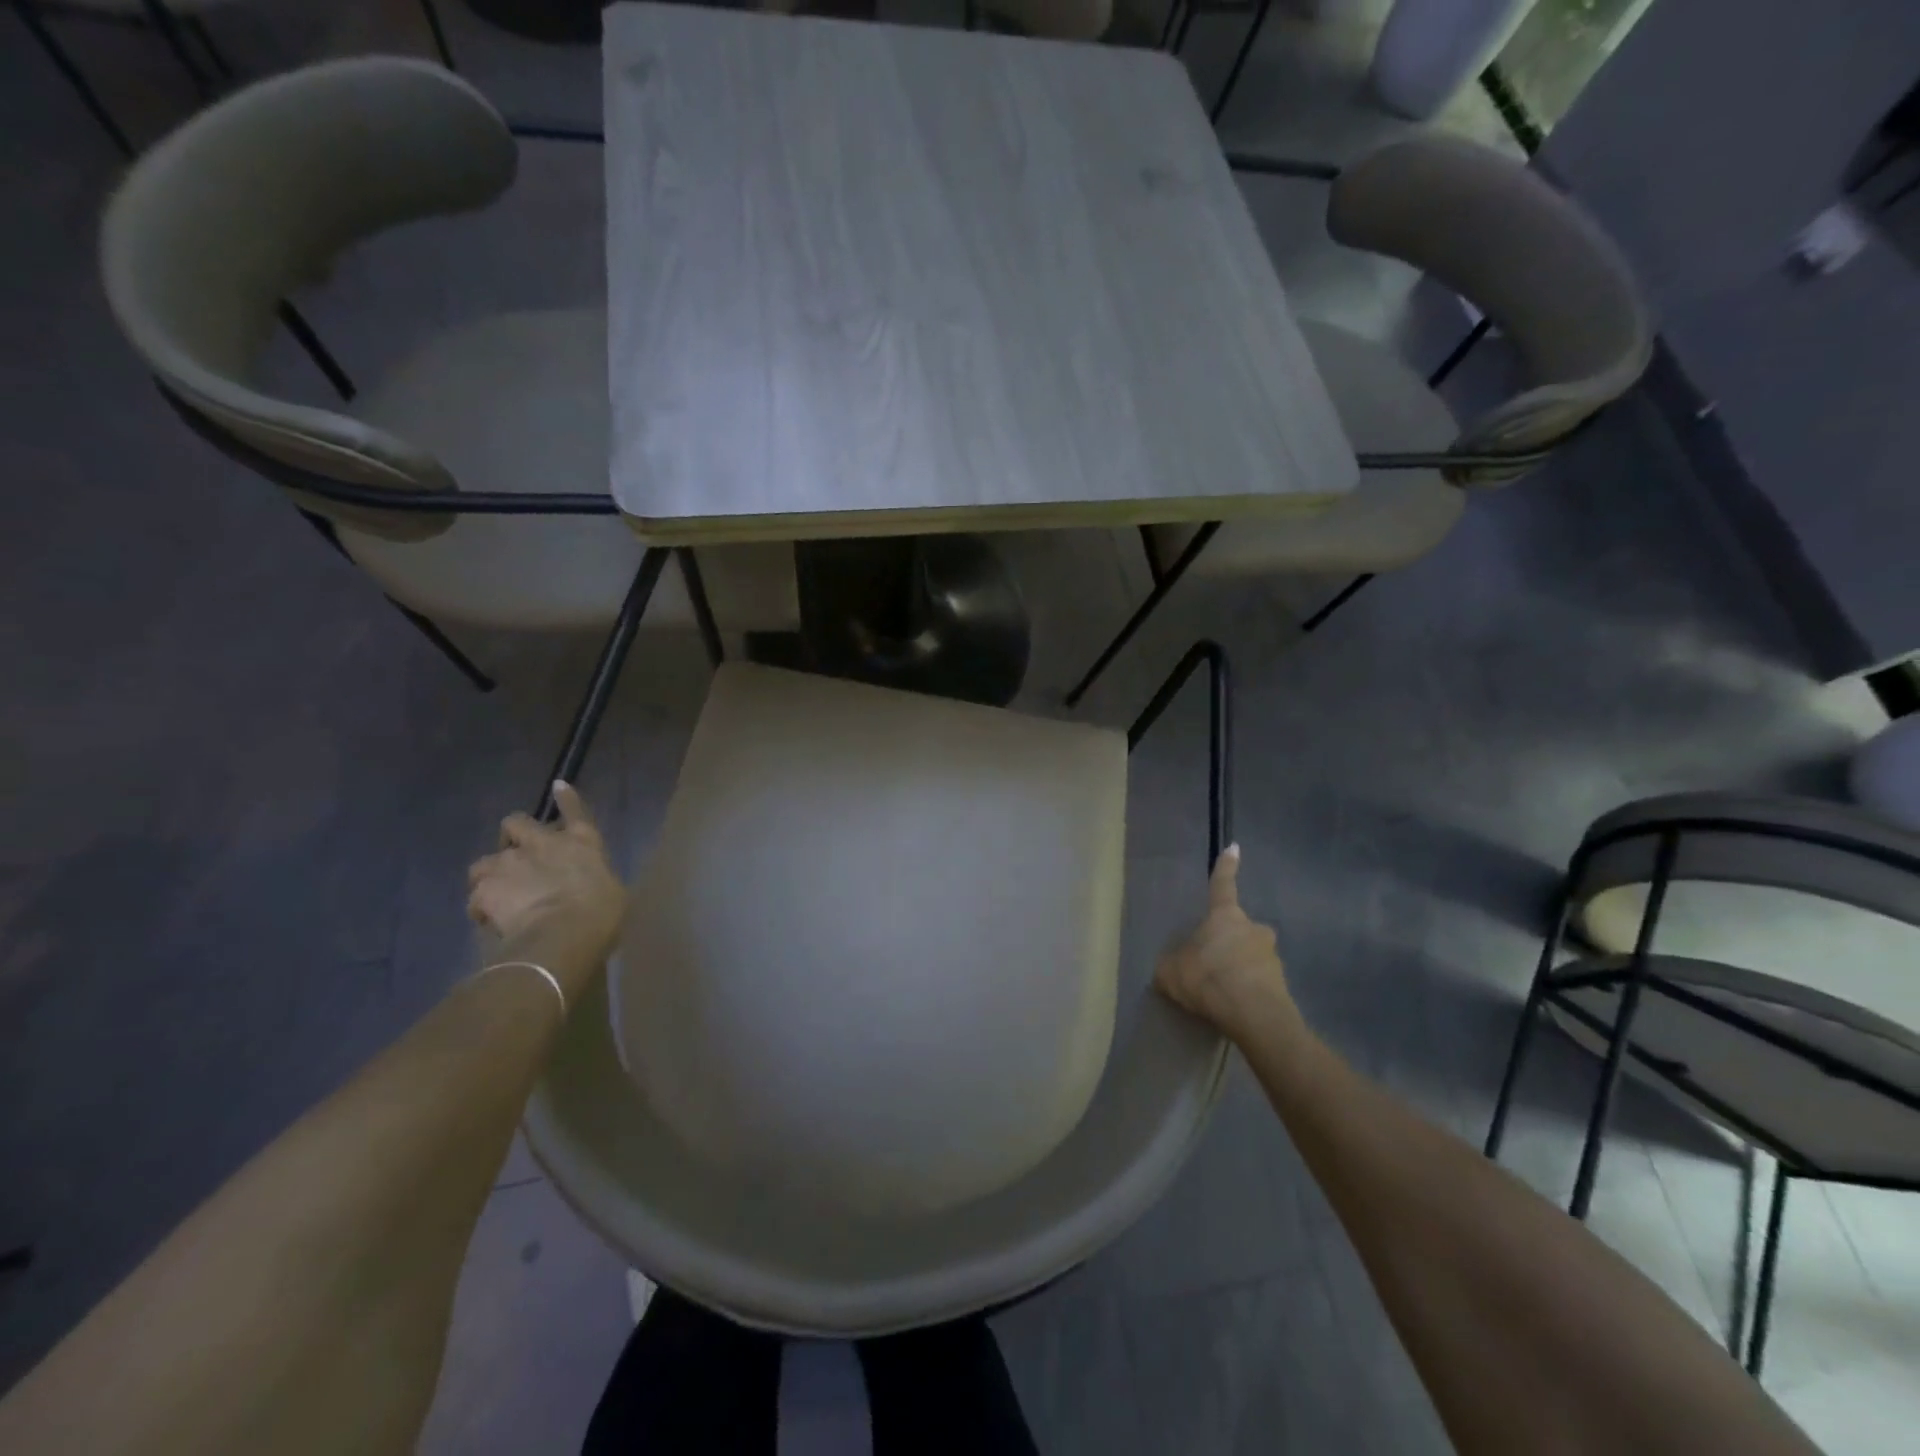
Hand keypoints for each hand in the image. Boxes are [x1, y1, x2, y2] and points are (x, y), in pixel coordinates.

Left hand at [467, 782, 626, 999]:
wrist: (563, 932)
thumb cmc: (600, 912)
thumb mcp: (611, 892)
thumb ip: (595, 880)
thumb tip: (591, 886)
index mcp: (582, 842)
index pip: (575, 810)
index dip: (566, 799)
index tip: (558, 786)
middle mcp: (542, 843)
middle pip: (516, 822)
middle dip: (512, 835)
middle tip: (515, 855)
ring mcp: (509, 863)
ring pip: (485, 861)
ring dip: (490, 874)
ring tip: (496, 894)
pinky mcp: (484, 888)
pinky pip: (475, 897)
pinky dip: (480, 908)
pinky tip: (488, 921)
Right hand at [1154, 845, 1296, 1039]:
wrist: (1253, 1013)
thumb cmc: (1208, 978)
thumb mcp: (1171, 971)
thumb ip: (1170, 964)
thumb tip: (1169, 967)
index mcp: (1225, 916)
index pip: (1222, 885)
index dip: (1226, 867)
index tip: (1235, 847)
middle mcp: (1252, 928)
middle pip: (1238, 928)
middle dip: (1227, 940)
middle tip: (1211, 962)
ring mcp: (1271, 955)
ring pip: (1250, 956)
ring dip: (1237, 968)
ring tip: (1220, 993)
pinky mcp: (1282, 984)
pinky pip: (1258, 982)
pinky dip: (1247, 990)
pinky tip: (1233, 1008)